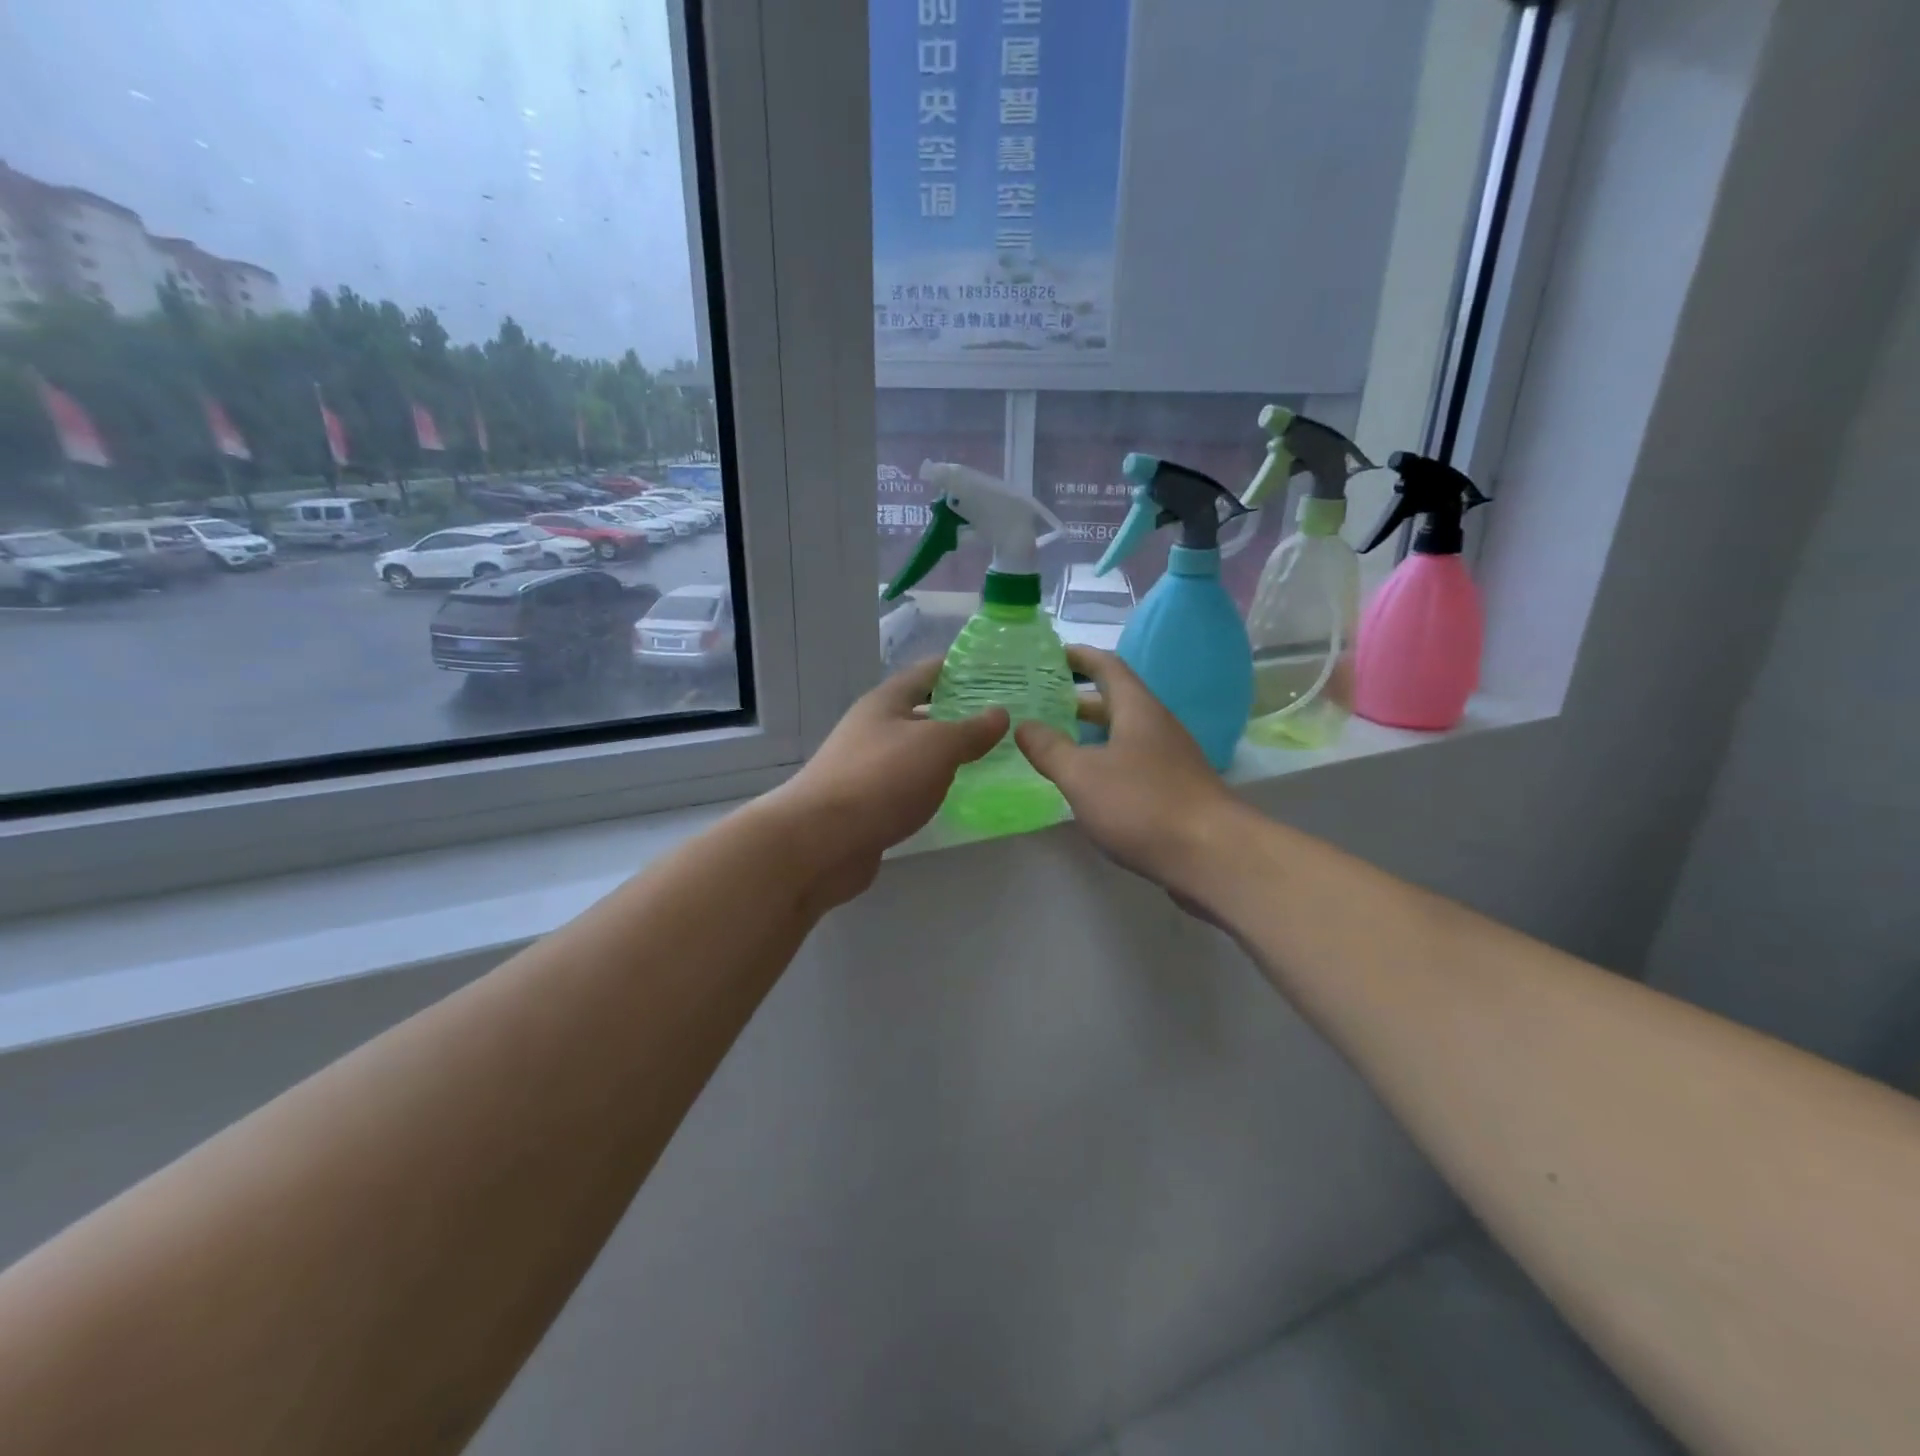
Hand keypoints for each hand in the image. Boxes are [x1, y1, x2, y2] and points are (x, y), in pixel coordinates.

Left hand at [767, 658, 1007, 908]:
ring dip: (946, 752)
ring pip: (915, 751)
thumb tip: (999, 713)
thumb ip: (971, 730)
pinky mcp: (868, 804)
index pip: (926, 672)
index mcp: (885, 702)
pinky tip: (956, 793)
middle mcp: (873, 729)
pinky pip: (908, 785)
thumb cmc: (881, 779)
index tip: (995, 670)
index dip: (958, 668)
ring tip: (990, 755)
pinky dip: (932, 784)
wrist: (822, 841)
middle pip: (921, 712)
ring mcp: (867, 768)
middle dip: (958, 713)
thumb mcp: (936, 746)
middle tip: (1003, 718)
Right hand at [1015, 647, 1242, 895]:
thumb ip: (1049, 748)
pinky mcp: (1174, 790)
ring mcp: (1169, 759)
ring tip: (1054, 743)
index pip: (1107, 667)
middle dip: (1078, 700)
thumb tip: (1024, 725)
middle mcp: (1157, 726)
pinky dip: (1105, 763)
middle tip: (1040, 703)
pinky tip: (1086, 784)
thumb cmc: (1142, 804)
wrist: (1211, 855)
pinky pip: (1132, 763)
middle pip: (1116, 702)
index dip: (1080, 657)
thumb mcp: (1082, 774)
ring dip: (1090, 734)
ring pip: (1123, 736)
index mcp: (1137, 709)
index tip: (1051, 654)